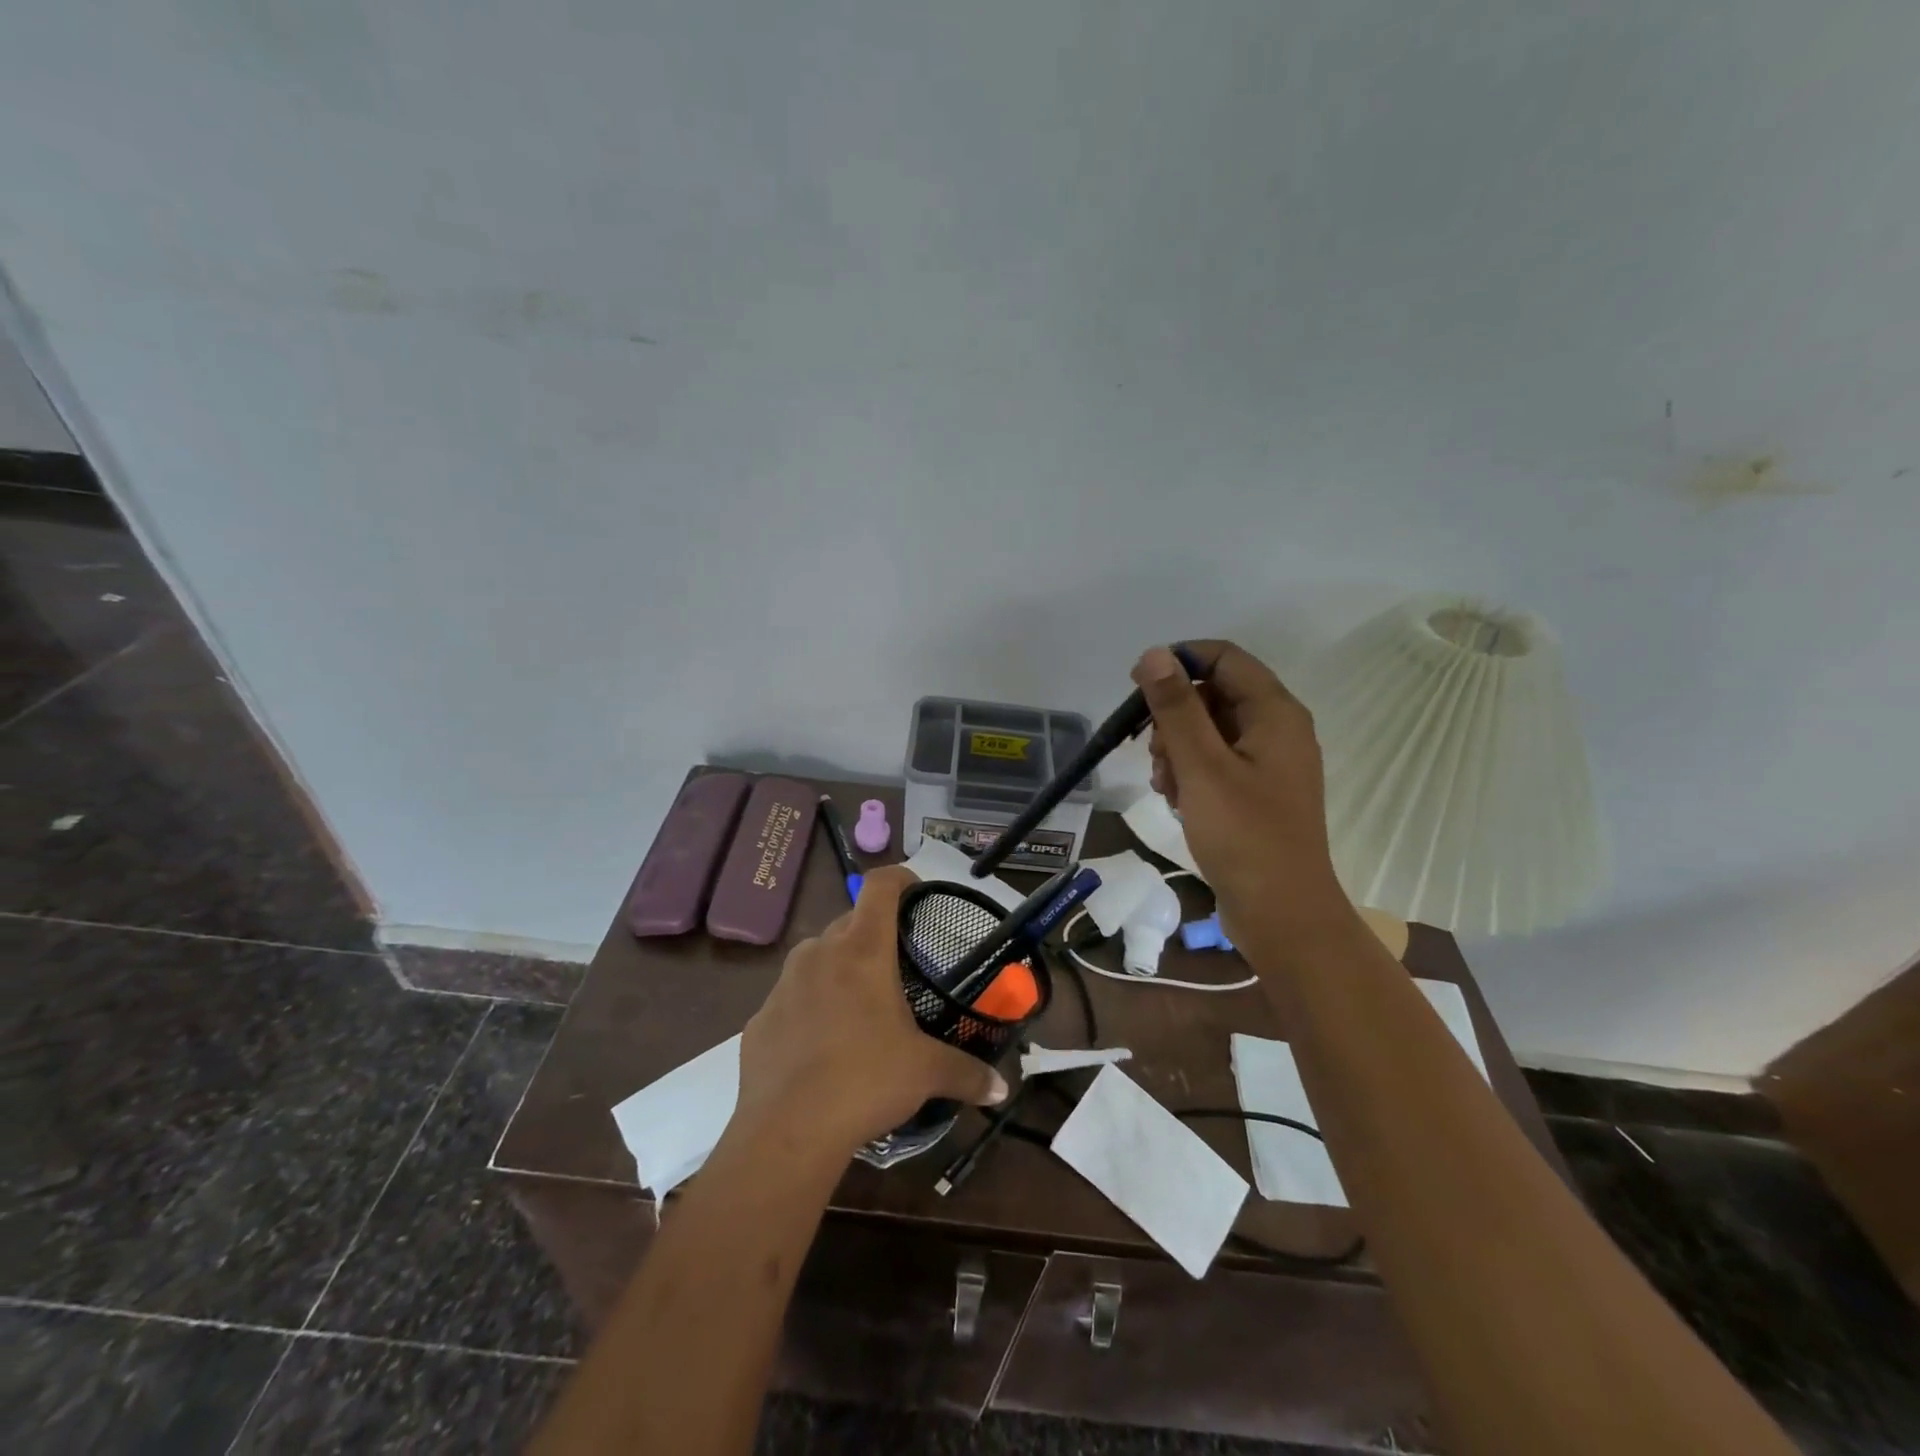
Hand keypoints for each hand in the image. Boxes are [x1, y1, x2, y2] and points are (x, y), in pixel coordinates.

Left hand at [735, 866, 1008, 1152]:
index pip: (880, 885)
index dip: (900, 878)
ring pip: (817, 957)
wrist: (787, 1131)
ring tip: (860, 1005)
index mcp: (862, 949)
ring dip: (839, 968)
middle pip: (850, 921)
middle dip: (873, 933)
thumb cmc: (865, 1081)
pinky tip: (821, 1045)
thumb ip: (968, 1073)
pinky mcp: (760, 1017)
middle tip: (897, 965)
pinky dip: (809, 1006)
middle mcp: (819, 953)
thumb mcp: (926, 1073)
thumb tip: (1001, 1089)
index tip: (917, 892)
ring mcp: (784, 983)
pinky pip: (792, 997)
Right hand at [1135, 641, 1353, 940]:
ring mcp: (1268, 764)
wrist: (1282, 915)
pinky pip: (1215, 763)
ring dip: (1177, 750)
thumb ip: (1176, 708)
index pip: (1224, 657)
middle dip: (1174, 718)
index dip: (1179, 663)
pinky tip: (1178, 802)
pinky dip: (1190, 774)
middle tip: (1155, 755)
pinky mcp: (1256, 793)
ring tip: (1167, 787)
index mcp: (1275, 713)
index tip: (1139, 691)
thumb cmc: (1244, 836)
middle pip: (1213, 694)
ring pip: (1209, 731)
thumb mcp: (1201, 766)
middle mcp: (1277, 730)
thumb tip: (1153, 654)